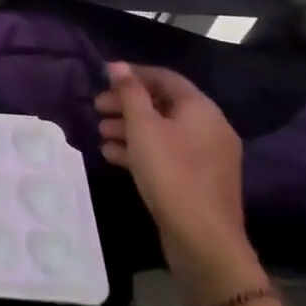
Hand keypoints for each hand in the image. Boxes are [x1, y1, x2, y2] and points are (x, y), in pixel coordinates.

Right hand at [95, 62, 260, 305]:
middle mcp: (209, 128)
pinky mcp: (197, 180)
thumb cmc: (171, 172)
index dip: (134, 74)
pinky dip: (140, 149)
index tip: (103, 77)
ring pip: (162, 131)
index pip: (165, 78)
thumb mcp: (143, 127)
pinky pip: (166, 153)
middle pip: (162, 105)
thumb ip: (129, 93)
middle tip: (96, 107)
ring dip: (129, 128)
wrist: (203, 239)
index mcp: (201, 109)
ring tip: (100, 132)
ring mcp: (205, 156)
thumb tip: (118, 66)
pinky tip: (112, 154)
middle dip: (127, 103)